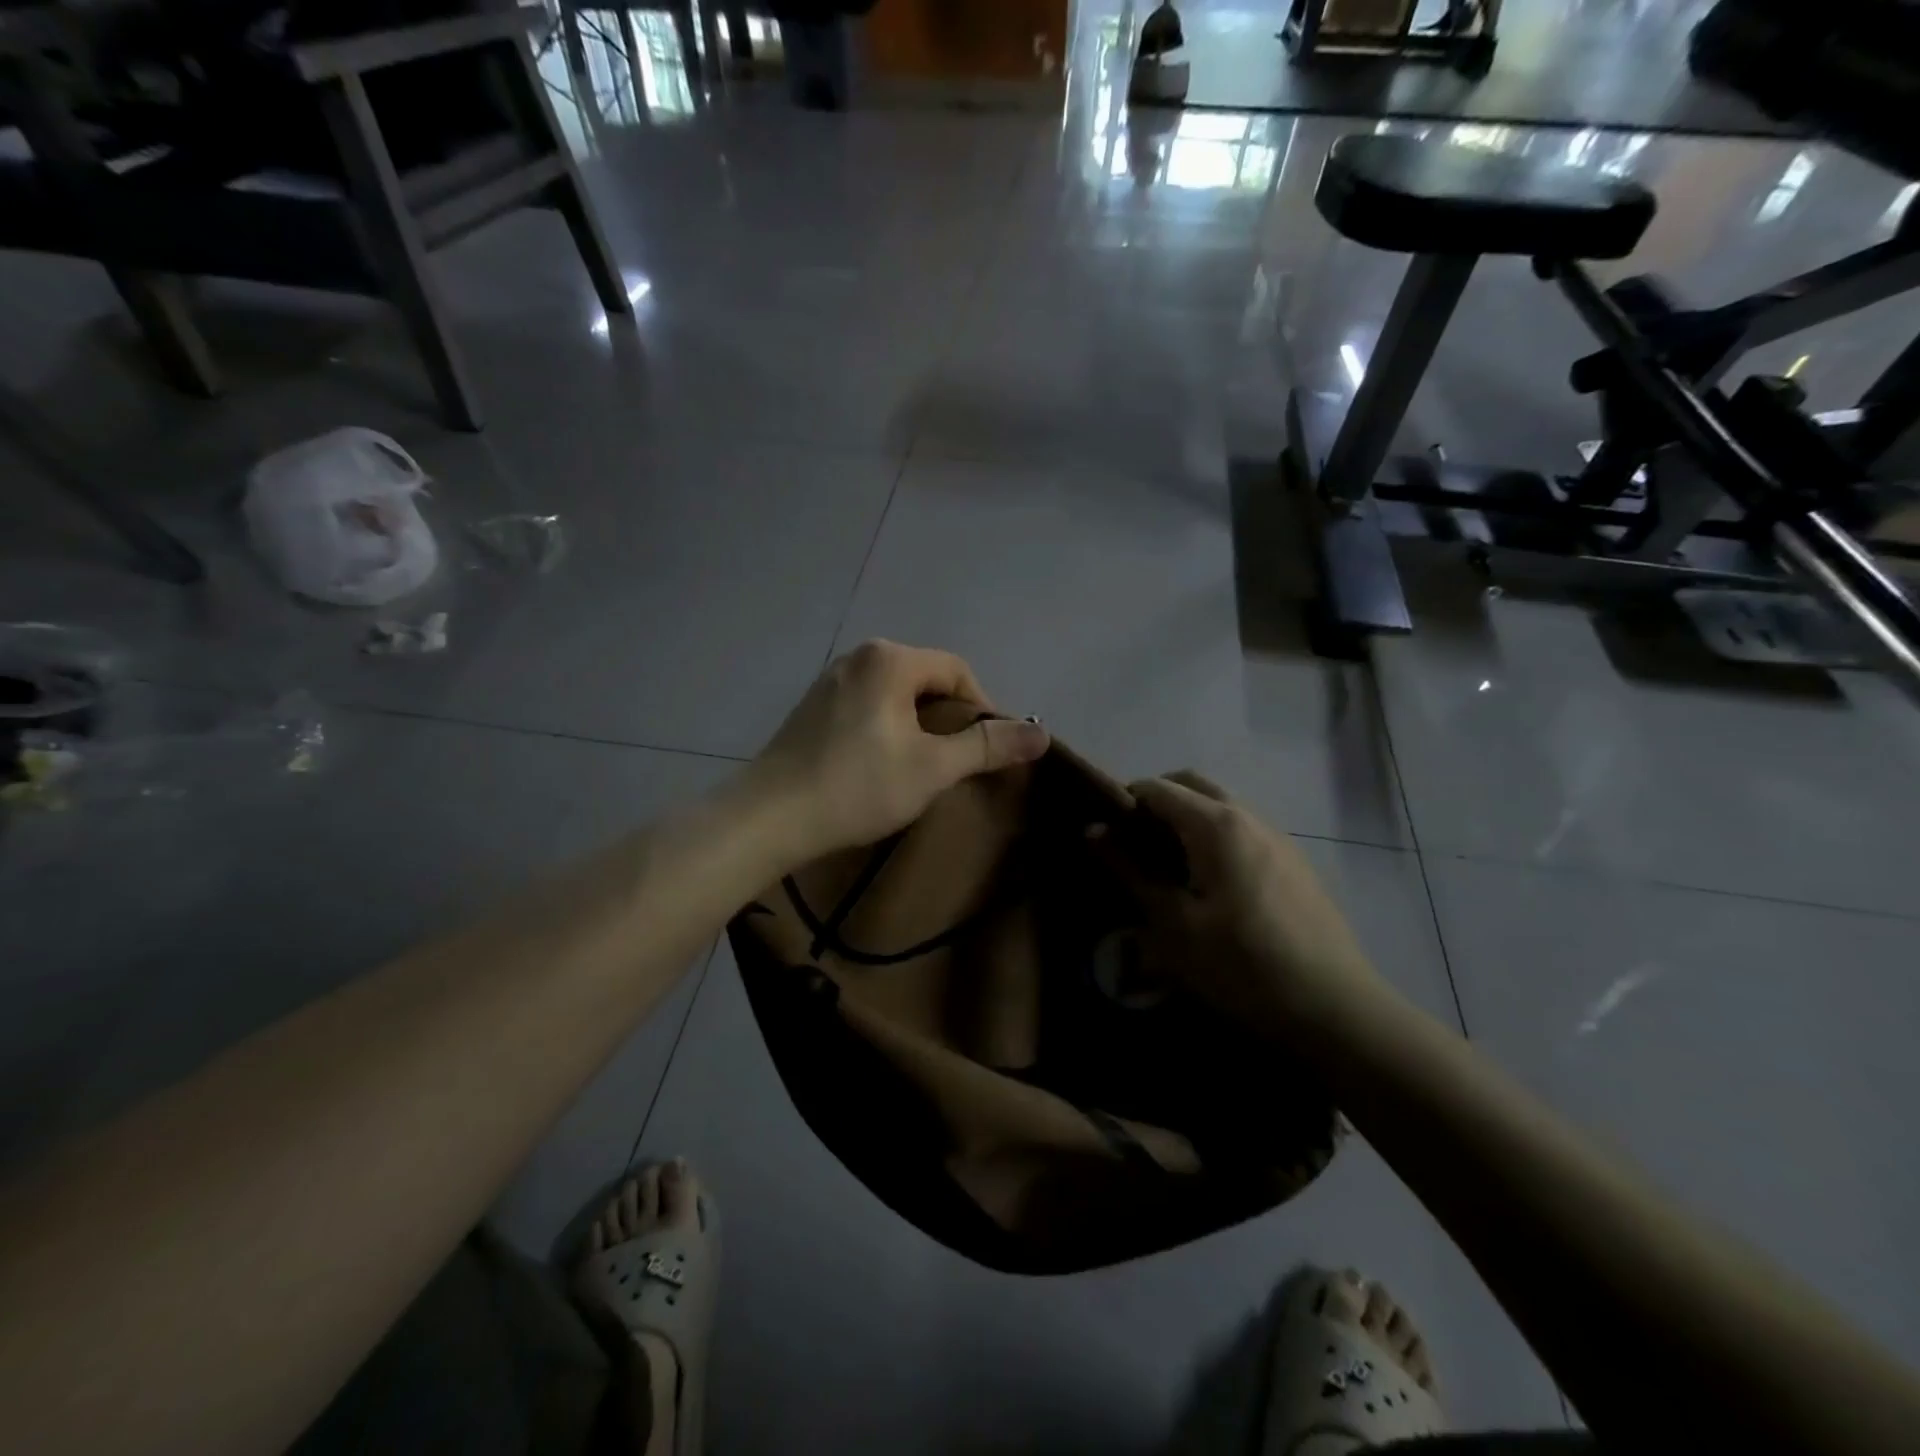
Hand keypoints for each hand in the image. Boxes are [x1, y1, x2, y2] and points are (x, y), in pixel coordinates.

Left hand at [749, 640, 1049, 863]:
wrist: (769, 817)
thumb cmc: (857, 786)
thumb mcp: (932, 768)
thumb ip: (987, 746)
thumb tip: (1042, 733)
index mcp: (890, 660)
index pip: (957, 670)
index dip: (983, 708)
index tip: (988, 750)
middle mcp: (859, 657)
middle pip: (926, 680)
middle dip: (950, 718)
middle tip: (958, 763)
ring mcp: (830, 681)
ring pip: (896, 696)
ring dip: (919, 726)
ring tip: (924, 768)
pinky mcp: (812, 708)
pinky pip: (868, 707)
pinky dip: (888, 729)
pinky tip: (882, 766)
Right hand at [1122, 771, 1384, 1031]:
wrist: (1334, 1008)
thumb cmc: (1241, 965)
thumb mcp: (1172, 924)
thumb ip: (1130, 871)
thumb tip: (1093, 831)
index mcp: (1216, 824)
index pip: (1158, 788)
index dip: (1124, 800)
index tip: (1103, 830)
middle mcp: (1249, 817)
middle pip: (1193, 785)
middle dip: (1157, 800)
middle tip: (1132, 841)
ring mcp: (1278, 839)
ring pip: (1222, 807)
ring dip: (1188, 819)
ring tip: (1167, 865)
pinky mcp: (1295, 864)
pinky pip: (1244, 832)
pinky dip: (1215, 838)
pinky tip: (1209, 885)